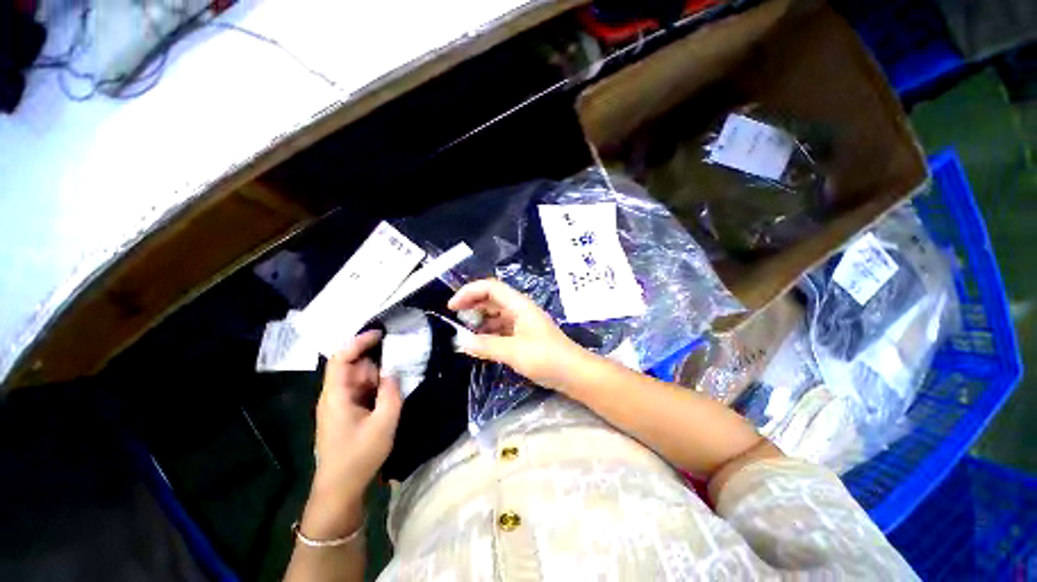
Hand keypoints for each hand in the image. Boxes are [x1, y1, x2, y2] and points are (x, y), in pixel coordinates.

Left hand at [302, 330, 401, 538]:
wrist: (340, 489)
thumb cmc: (359, 456)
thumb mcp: (383, 423)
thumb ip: (391, 392)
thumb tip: (393, 371)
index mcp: (336, 395)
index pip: (342, 358)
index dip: (359, 341)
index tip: (381, 333)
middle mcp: (335, 395)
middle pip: (354, 366)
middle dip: (376, 359)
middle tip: (402, 352)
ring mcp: (340, 405)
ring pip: (360, 379)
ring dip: (379, 374)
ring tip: (401, 369)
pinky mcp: (347, 413)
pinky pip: (362, 391)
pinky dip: (377, 386)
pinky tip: (393, 387)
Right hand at [448, 279, 588, 390]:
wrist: (573, 373)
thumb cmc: (546, 357)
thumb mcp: (513, 351)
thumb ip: (486, 345)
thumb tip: (460, 342)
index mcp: (518, 305)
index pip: (490, 287)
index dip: (469, 292)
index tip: (452, 307)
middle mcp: (519, 309)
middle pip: (492, 298)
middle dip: (472, 305)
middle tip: (455, 318)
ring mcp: (522, 322)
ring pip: (496, 314)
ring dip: (480, 320)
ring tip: (465, 333)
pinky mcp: (524, 336)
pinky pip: (501, 328)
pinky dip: (489, 333)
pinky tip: (480, 344)